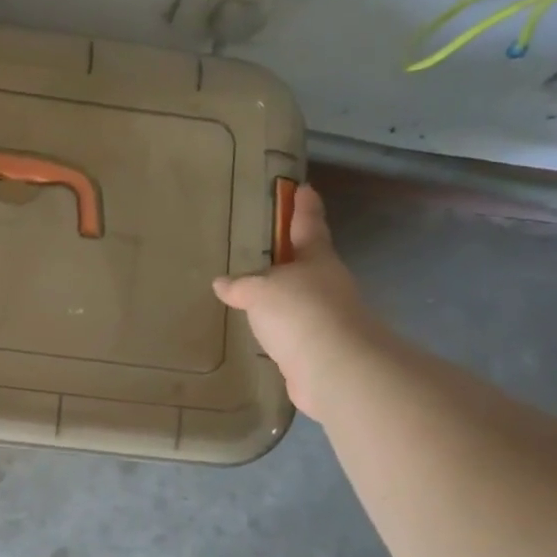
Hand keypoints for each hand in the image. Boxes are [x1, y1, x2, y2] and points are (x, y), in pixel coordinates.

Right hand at [213, 181, 380, 419]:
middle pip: (307, 263)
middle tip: (265, 248)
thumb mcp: (260, 290)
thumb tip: (223, 283)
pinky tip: (260, 332)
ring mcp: (325, 318)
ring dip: (282, 296)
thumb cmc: (299, 312)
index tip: (303, 188)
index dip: (304, 207)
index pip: (309, 225)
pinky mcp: (317, 348)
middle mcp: (326, 284)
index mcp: (316, 259)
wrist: (334, 368)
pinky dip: (278, 328)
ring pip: (299, 299)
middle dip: (290, 255)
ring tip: (253, 293)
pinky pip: (292, 331)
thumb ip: (241, 285)